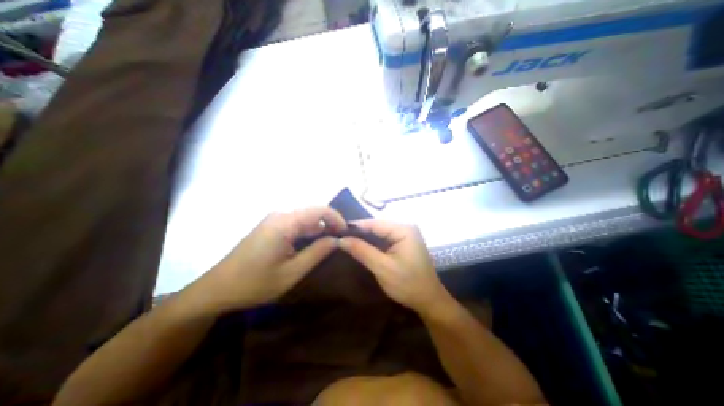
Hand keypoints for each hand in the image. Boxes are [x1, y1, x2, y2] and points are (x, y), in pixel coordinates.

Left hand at [184, 206, 346, 313]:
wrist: (217, 289)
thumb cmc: (255, 283)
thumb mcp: (292, 272)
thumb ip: (317, 252)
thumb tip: (337, 239)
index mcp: (284, 223)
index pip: (319, 210)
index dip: (337, 218)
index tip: (346, 233)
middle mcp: (280, 216)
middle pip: (313, 213)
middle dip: (330, 225)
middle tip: (340, 242)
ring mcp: (274, 220)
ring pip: (305, 219)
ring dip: (319, 229)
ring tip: (329, 245)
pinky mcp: (271, 227)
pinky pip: (296, 224)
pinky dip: (308, 232)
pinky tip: (312, 245)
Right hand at [338, 220, 447, 314]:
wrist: (429, 300)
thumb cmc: (408, 284)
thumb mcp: (382, 268)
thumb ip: (362, 251)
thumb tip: (341, 239)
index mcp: (404, 229)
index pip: (374, 223)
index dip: (355, 226)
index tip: (336, 231)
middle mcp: (405, 227)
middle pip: (377, 226)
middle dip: (359, 232)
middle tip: (339, 237)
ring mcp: (405, 235)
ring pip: (379, 232)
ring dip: (364, 238)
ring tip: (345, 241)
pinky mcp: (404, 242)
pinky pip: (384, 239)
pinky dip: (372, 243)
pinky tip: (360, 246)